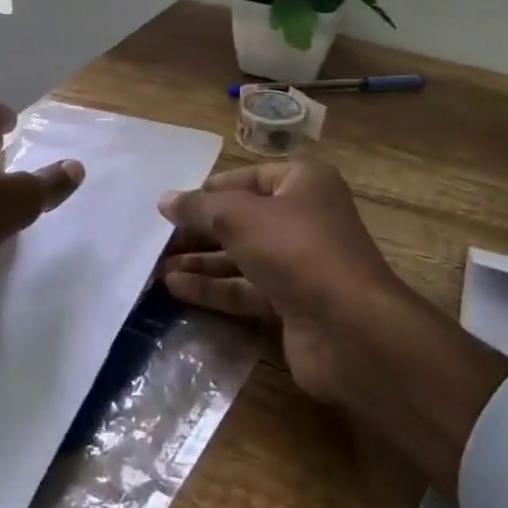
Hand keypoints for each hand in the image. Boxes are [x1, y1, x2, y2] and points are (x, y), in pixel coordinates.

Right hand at [158, 158, 507, 498]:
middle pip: (242, 219)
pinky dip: (213, 288)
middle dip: (200, 230)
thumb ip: (199, 208)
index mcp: (303, 183)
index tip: (172, 205)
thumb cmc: (296, 250)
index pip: (247, 178)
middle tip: (157, 239)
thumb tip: (164, 200)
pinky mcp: (292, 303)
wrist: (351, 329)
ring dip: (201, 261)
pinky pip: (246, 289)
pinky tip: (175, 287)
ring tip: (156, 266)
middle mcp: (304, 218)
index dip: (209, 190)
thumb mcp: (239, 217)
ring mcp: (300, 263)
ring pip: (241, 257)